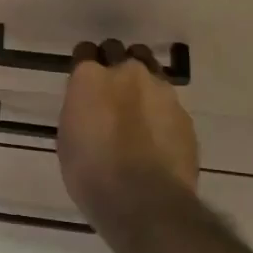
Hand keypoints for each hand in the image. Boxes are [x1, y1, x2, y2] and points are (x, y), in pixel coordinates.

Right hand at [56, 39, 198, 228]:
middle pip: (119, 52)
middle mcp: (127, 72)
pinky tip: (156, 134)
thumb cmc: (91, 174)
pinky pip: (168, 101)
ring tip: (137, 107)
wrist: (144, 201)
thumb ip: (80, 110)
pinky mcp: (184, 113)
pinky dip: (160, 110)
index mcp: (90, 77)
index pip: (84, 51)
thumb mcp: (68, 139)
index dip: (84, 65)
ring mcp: (161, 90)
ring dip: (140, 81)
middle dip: (113, 64)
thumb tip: (90, 107)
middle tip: (110, 91)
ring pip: (149, 69)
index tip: (83, 81)